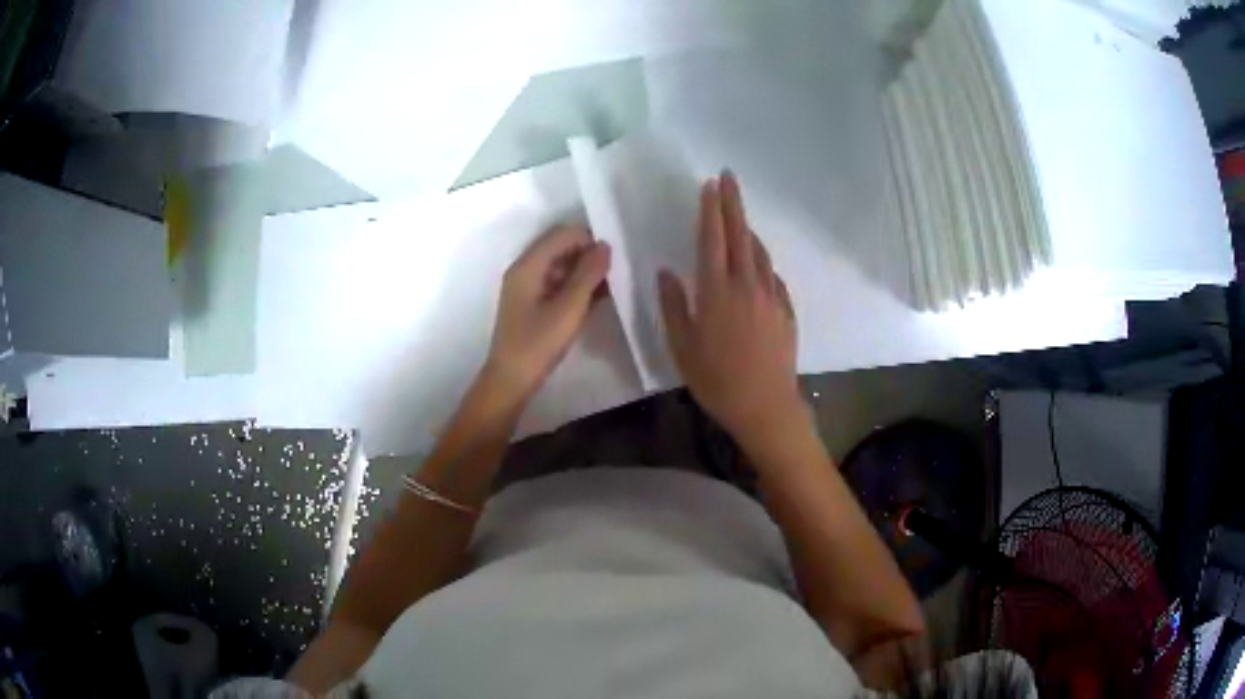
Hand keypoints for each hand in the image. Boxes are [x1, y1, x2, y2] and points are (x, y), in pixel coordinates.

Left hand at [484, 224, 610, 402]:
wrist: (511, 380)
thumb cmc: (538, 344)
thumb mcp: (569, 309)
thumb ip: (588, 275)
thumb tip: (605, 246)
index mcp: (528, 265)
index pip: (563, 235)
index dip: (589, 241)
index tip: (613, 259)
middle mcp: (525, 269)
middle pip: (561, 247)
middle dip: (588, 255)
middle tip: (615, 273)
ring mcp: (527, 286)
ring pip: (561, 265)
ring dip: (585, 272)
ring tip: (610, 287)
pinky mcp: (532, 302)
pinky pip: (558, 283)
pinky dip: (576, 286)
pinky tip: (597, 299)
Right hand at [658, 172, 805, 447]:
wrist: (766, 405)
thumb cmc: (716, 380)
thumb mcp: (682, 347)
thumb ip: (673, 306)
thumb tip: (666, 273)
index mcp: (716, 291)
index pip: (712, 238)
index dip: (710, 209)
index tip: (709, 184)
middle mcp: (746, 284)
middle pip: (740, 234)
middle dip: (733, 203)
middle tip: (729, 177)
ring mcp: (771, 295)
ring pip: (759, 252)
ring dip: (747, 229)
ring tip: (738, 218)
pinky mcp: (786, 309)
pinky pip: (772, 275)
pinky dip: (761, 261)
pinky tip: (756, 264)